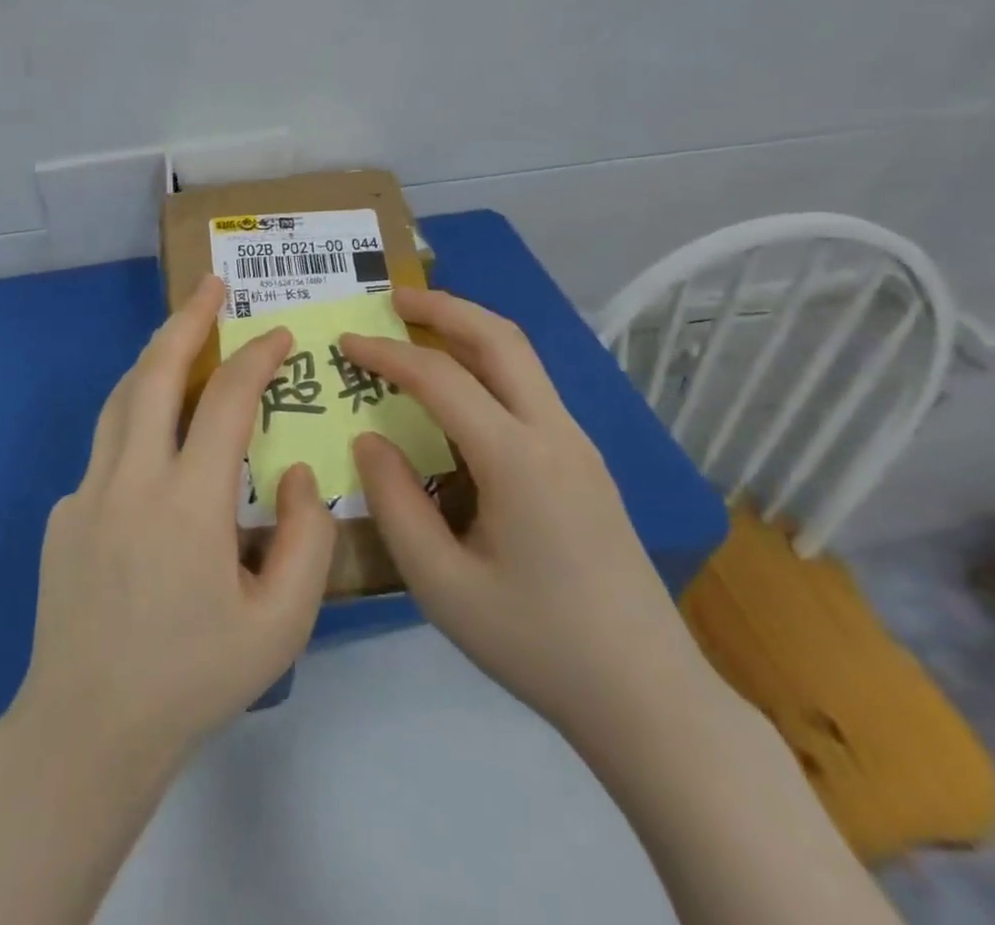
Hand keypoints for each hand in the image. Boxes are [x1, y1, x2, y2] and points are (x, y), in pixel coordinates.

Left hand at [12, 274, 336, 771]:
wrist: (86, 731)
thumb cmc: (192, 679)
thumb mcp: (280, 624)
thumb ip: (305, 539)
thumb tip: (292, 472)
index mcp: (187, 503)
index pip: (226, 402)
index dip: (255, 358)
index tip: (278, 334)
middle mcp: (130, 480)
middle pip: (155, 373)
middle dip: (187, 319)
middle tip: (210, 284)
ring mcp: (86, 492)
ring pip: (120, 399)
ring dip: (153, 356)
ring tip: (181, 334)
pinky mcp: (63, 513)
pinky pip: (105, 448)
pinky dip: (135, 421)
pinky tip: (155, 443)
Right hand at [341, 288, 707, 742]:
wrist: (649, 696)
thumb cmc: (538, 645)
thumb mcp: (443, 587)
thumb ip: (396, 505)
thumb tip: (369, 439)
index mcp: (518, 460)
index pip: (441, 379)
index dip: (387, 354)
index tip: (346, 342)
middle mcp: (555, 434)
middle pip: (500, 338)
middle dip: (443, 307)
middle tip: (393, 297)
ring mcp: (579, 445)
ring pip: (522, 358)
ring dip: (470, 329)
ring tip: (421, 327)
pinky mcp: (586, 463)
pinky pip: (530, 390)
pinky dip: (489, 364)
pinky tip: (461, 391)